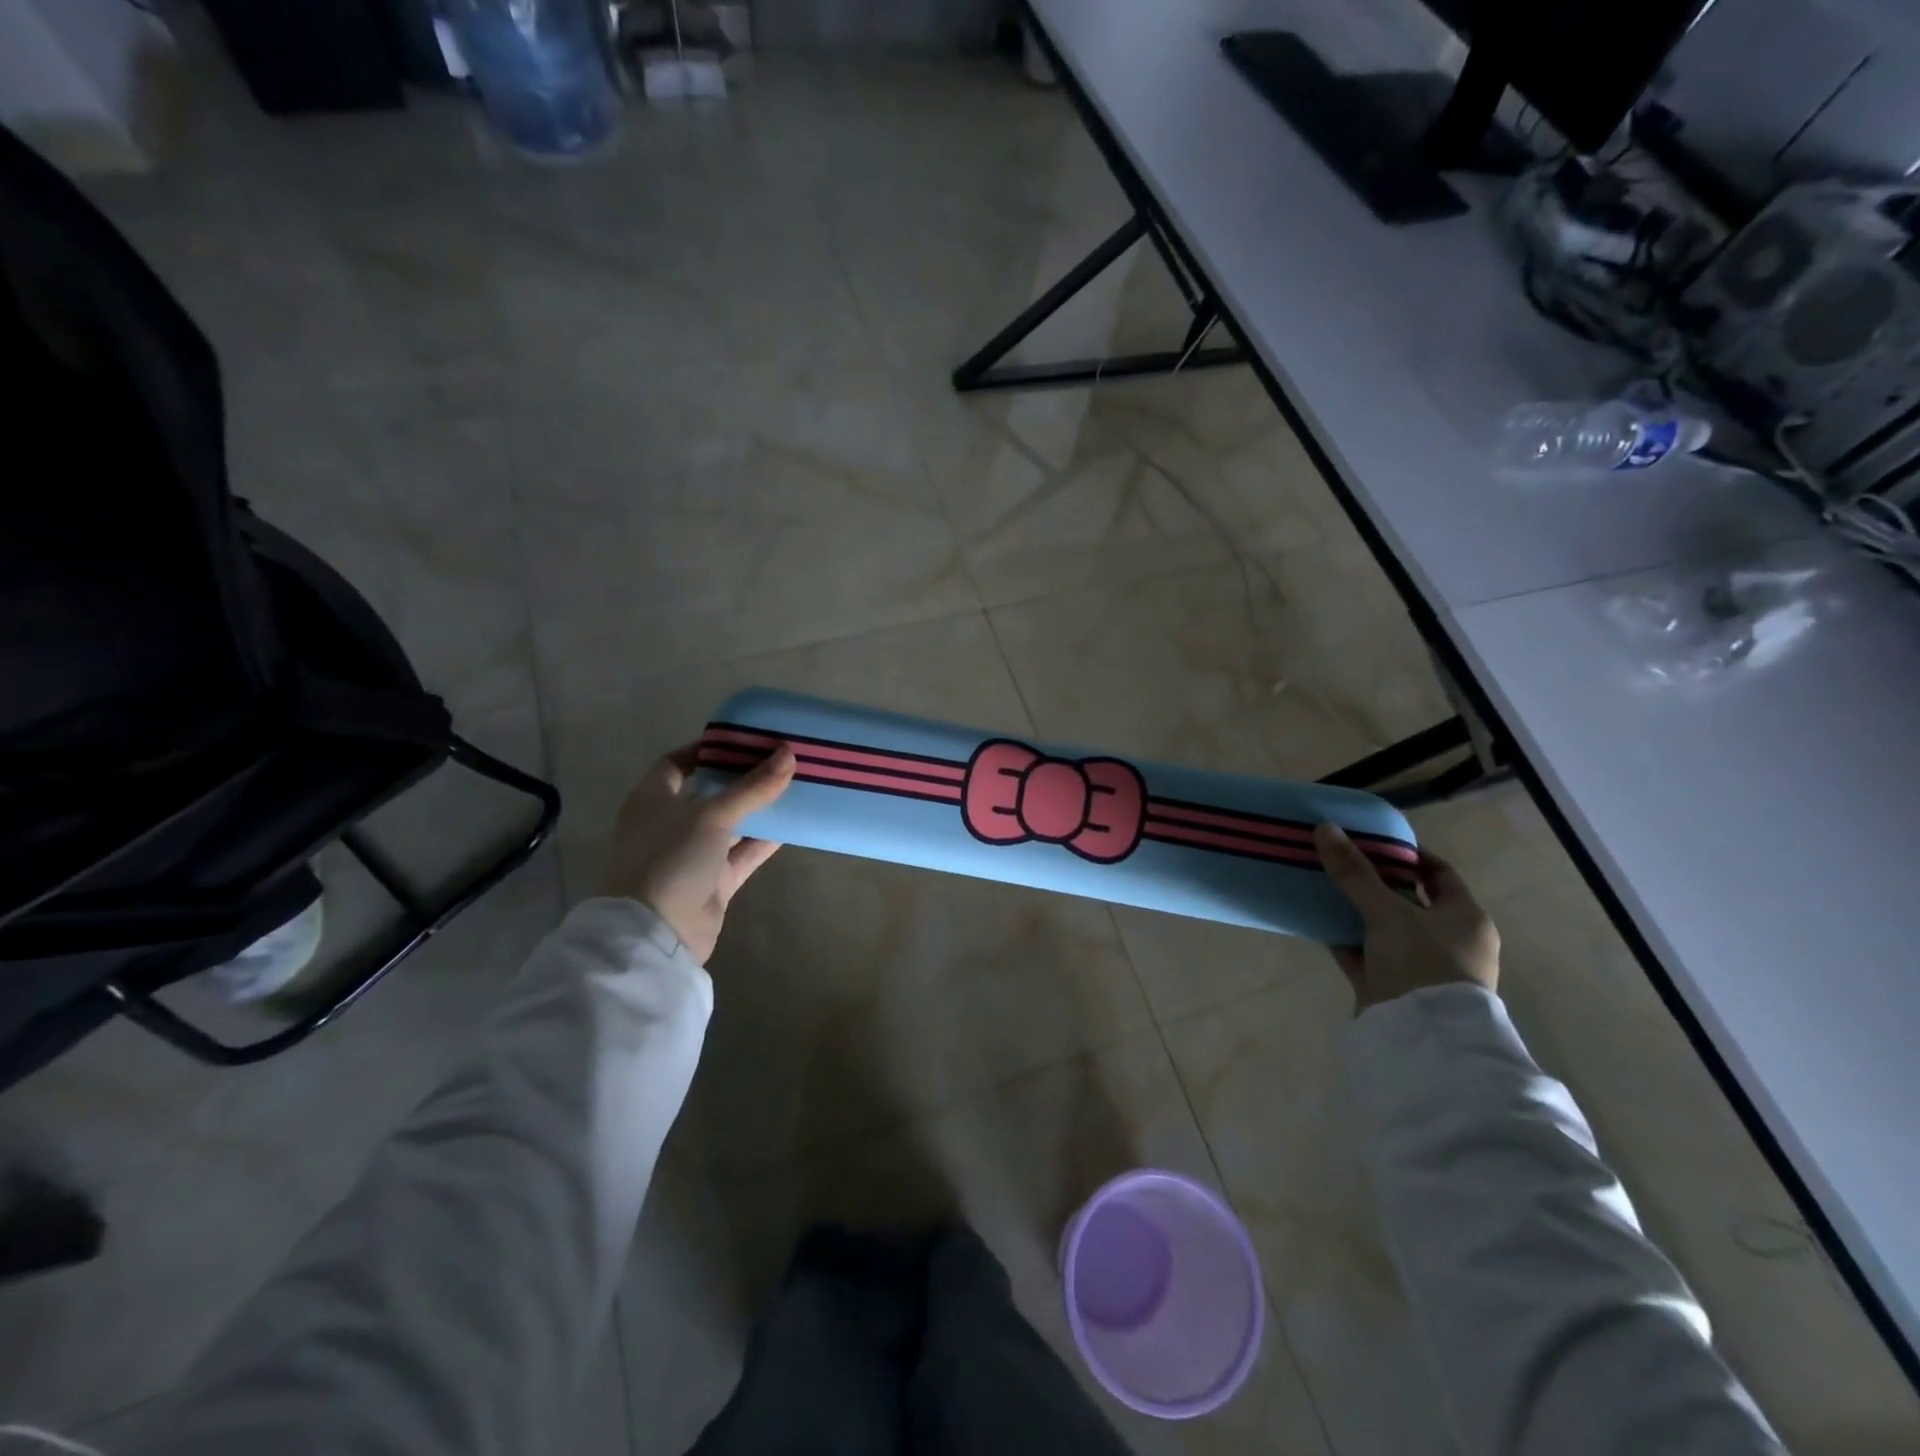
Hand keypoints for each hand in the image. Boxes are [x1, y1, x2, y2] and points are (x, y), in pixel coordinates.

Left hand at [600, 744, 796, 963]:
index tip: (743, 740)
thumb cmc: (671, 858)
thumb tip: (788, 754)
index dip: (706, 750)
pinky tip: (793, 824)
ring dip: (759, 809)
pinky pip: (743, 853)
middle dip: (742, 778)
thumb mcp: (712, 815)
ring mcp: (692, 854)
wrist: (657, 933)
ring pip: (731, 824)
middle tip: (778, 759)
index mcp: (653, 799)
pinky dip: (765, 841)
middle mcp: (670, 823)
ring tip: (794, 786)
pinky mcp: (713, 881)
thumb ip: (752, 787)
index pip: (676, 763)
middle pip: (710, 792)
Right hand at [1313, 822, 1499, 1013]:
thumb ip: (1355, 873)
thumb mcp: (1387, 913)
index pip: (1439, 874)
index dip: (1408, 854)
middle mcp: (1449, 941)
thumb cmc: (1422, 965)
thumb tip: (1325, 827)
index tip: (1372, 841)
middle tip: (1340, 860)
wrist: (1422, 1039)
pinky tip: (1317, 922)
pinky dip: (1345, 938)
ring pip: (1384, 928)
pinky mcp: (1393, 987)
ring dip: (1356, 911)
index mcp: (1466, 918)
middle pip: (1408, 900)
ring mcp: (1420, 966)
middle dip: (1374, 881)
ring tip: (1322, 886)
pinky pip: (1365, 953)